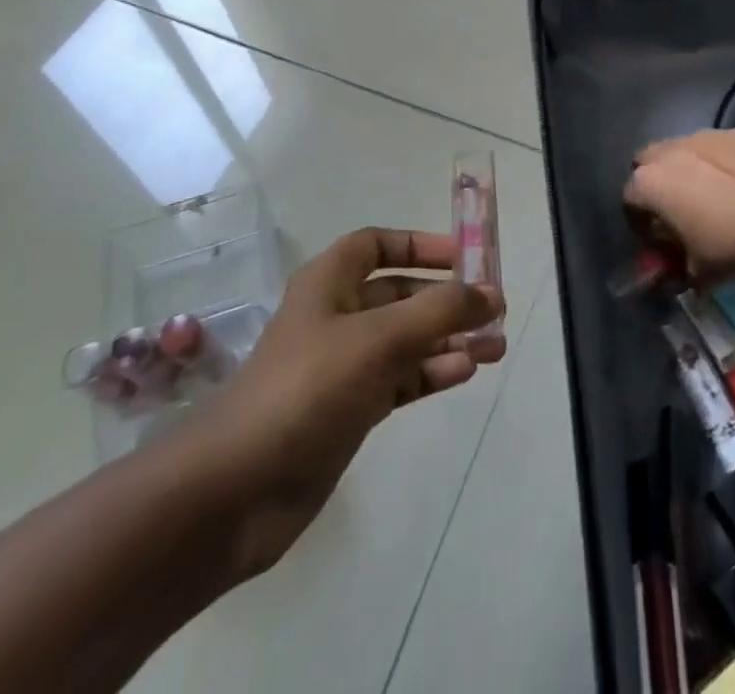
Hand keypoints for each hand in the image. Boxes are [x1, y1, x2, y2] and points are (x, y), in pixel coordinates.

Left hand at [201, 227, 504, 575]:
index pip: (377, 245)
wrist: (239, 488)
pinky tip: (464, 372)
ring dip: (448, 338)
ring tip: (495, 347)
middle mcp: (336, 315)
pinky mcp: (349, 409)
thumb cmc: (308, 388)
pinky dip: (430, 372)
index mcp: (329, 281)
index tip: (464, 257)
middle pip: (399, 294)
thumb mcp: (379, 338)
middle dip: (446, 299)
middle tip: (495, 311)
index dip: (419, 245)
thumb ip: (439, 311)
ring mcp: (342, 365)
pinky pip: (399, 378)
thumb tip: (491, 292)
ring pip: (405, 339)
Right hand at [624, 129, 734, 277]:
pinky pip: (720, 147)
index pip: (629, 198)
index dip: (640, 219)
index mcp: (648, 182)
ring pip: (684, 149)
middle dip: (658, 182)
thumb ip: (679, 267)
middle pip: (650, 162)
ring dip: (690, 168)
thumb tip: (682, 272)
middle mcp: (668, 151)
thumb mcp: (697, 271)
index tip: (656, 238)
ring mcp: (703, 136)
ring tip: (715, 195)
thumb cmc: (728, 245)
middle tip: (679, 210)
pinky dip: (724, 161)